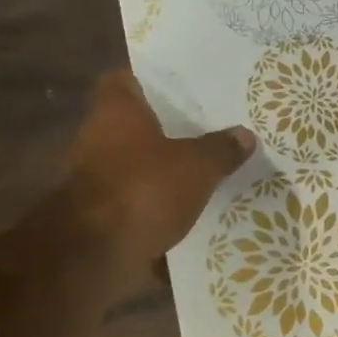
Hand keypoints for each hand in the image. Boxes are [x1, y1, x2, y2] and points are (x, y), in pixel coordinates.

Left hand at [66, 71, 254, 284]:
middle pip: (137, 126)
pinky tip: (200, 212)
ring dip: (170, 171)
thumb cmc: (143, 190)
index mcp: (116, 113)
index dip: (153, 79)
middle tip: (216, 128)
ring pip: (142, 167)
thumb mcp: (197, 166)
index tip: (186, 85)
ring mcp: (99, 181)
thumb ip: (221, 149)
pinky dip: (165, 209)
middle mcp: (100, 140)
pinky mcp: (107, 217)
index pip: (125, 80)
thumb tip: (244, 134)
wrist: (93, 256)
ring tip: (215, 170)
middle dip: (172, 130)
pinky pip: (144, 204)